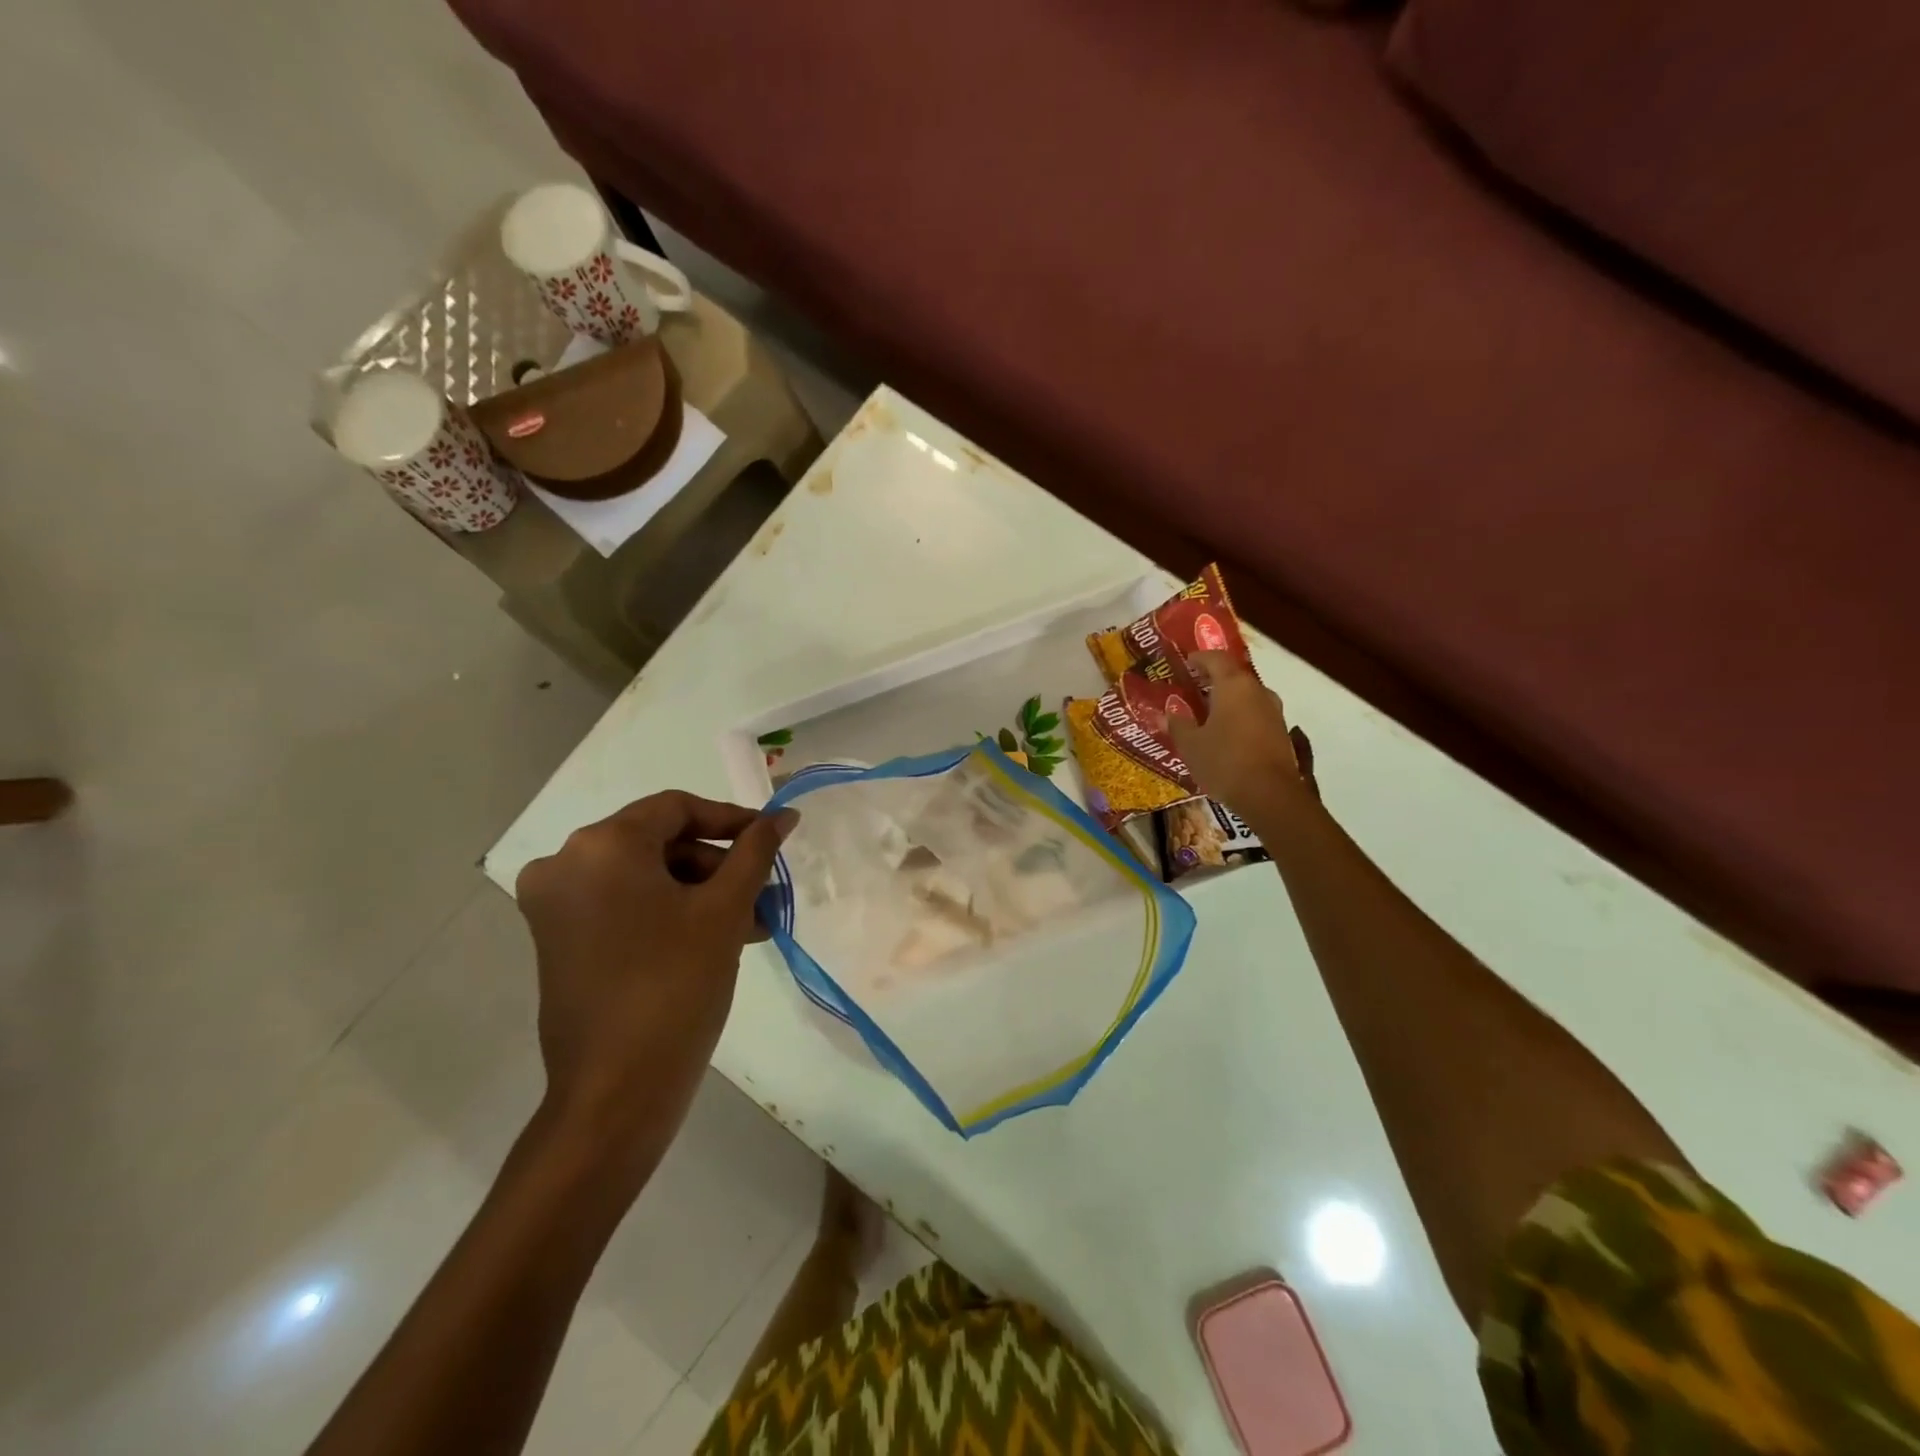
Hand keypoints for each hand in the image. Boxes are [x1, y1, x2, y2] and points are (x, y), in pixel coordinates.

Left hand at [515, 792, 796, 1160]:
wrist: (615, 1092)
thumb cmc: (676, 986)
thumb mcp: (725, 911)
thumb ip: (755, 851)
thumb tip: (784, 815)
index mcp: (602, 845)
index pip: (677, 808)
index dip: (731, 819)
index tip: (771, 840)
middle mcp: (565, 863)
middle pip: (659, 842)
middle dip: (717, 866)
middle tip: (762, 895)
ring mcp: (554, 904)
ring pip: (643, 876)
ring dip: (698, 892)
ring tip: (748, 926)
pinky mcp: (555, 939)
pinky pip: (622, 904)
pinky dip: (667, 912)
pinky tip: (712, 939)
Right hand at [1167, 652, 1317, 818]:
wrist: (1271, 796)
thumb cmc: (1224, 761)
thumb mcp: (1191, 745)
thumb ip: (1178, 724)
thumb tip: (1168, 713)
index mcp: (1234, 686)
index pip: (1216, 659)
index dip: (1199, 658)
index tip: (1186, 663)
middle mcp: (1258, 692)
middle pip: (1234, 677)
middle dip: (1213, 681)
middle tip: (1192, 690)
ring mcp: (1274, 712)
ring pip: (1247, 697)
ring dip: (1228, 701)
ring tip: (1207, 714)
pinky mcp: (1281, 733)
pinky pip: (1255, 715)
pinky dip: (1239, 718)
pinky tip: (1225, 735)